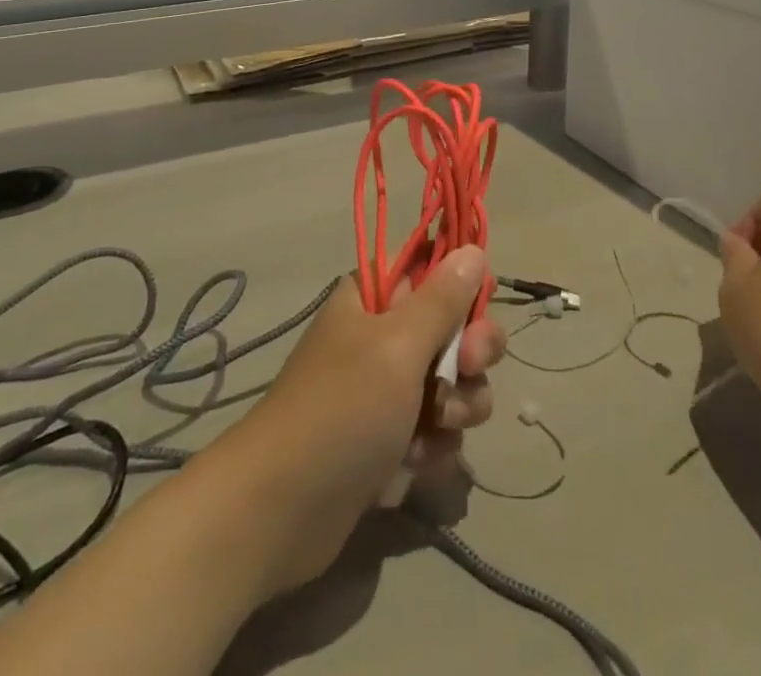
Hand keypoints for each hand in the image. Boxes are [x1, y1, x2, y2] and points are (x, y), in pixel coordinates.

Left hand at [211, 246, 505, 594]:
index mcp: (375, 297)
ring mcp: (386, 388)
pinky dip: (435, 444)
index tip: (479, 310)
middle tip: (467, 371)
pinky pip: (437, 427)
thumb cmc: (342, 409)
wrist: (280, 511)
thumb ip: (443, 299)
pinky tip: (416, 464)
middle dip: (471, 353)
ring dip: (458, 405)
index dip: (463, 286)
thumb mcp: (399, 345)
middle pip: (453, 326)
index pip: (433, 267)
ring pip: (453, 380)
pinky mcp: (390, 438)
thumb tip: (472, 249)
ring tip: (436, 430)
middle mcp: (383, 335)